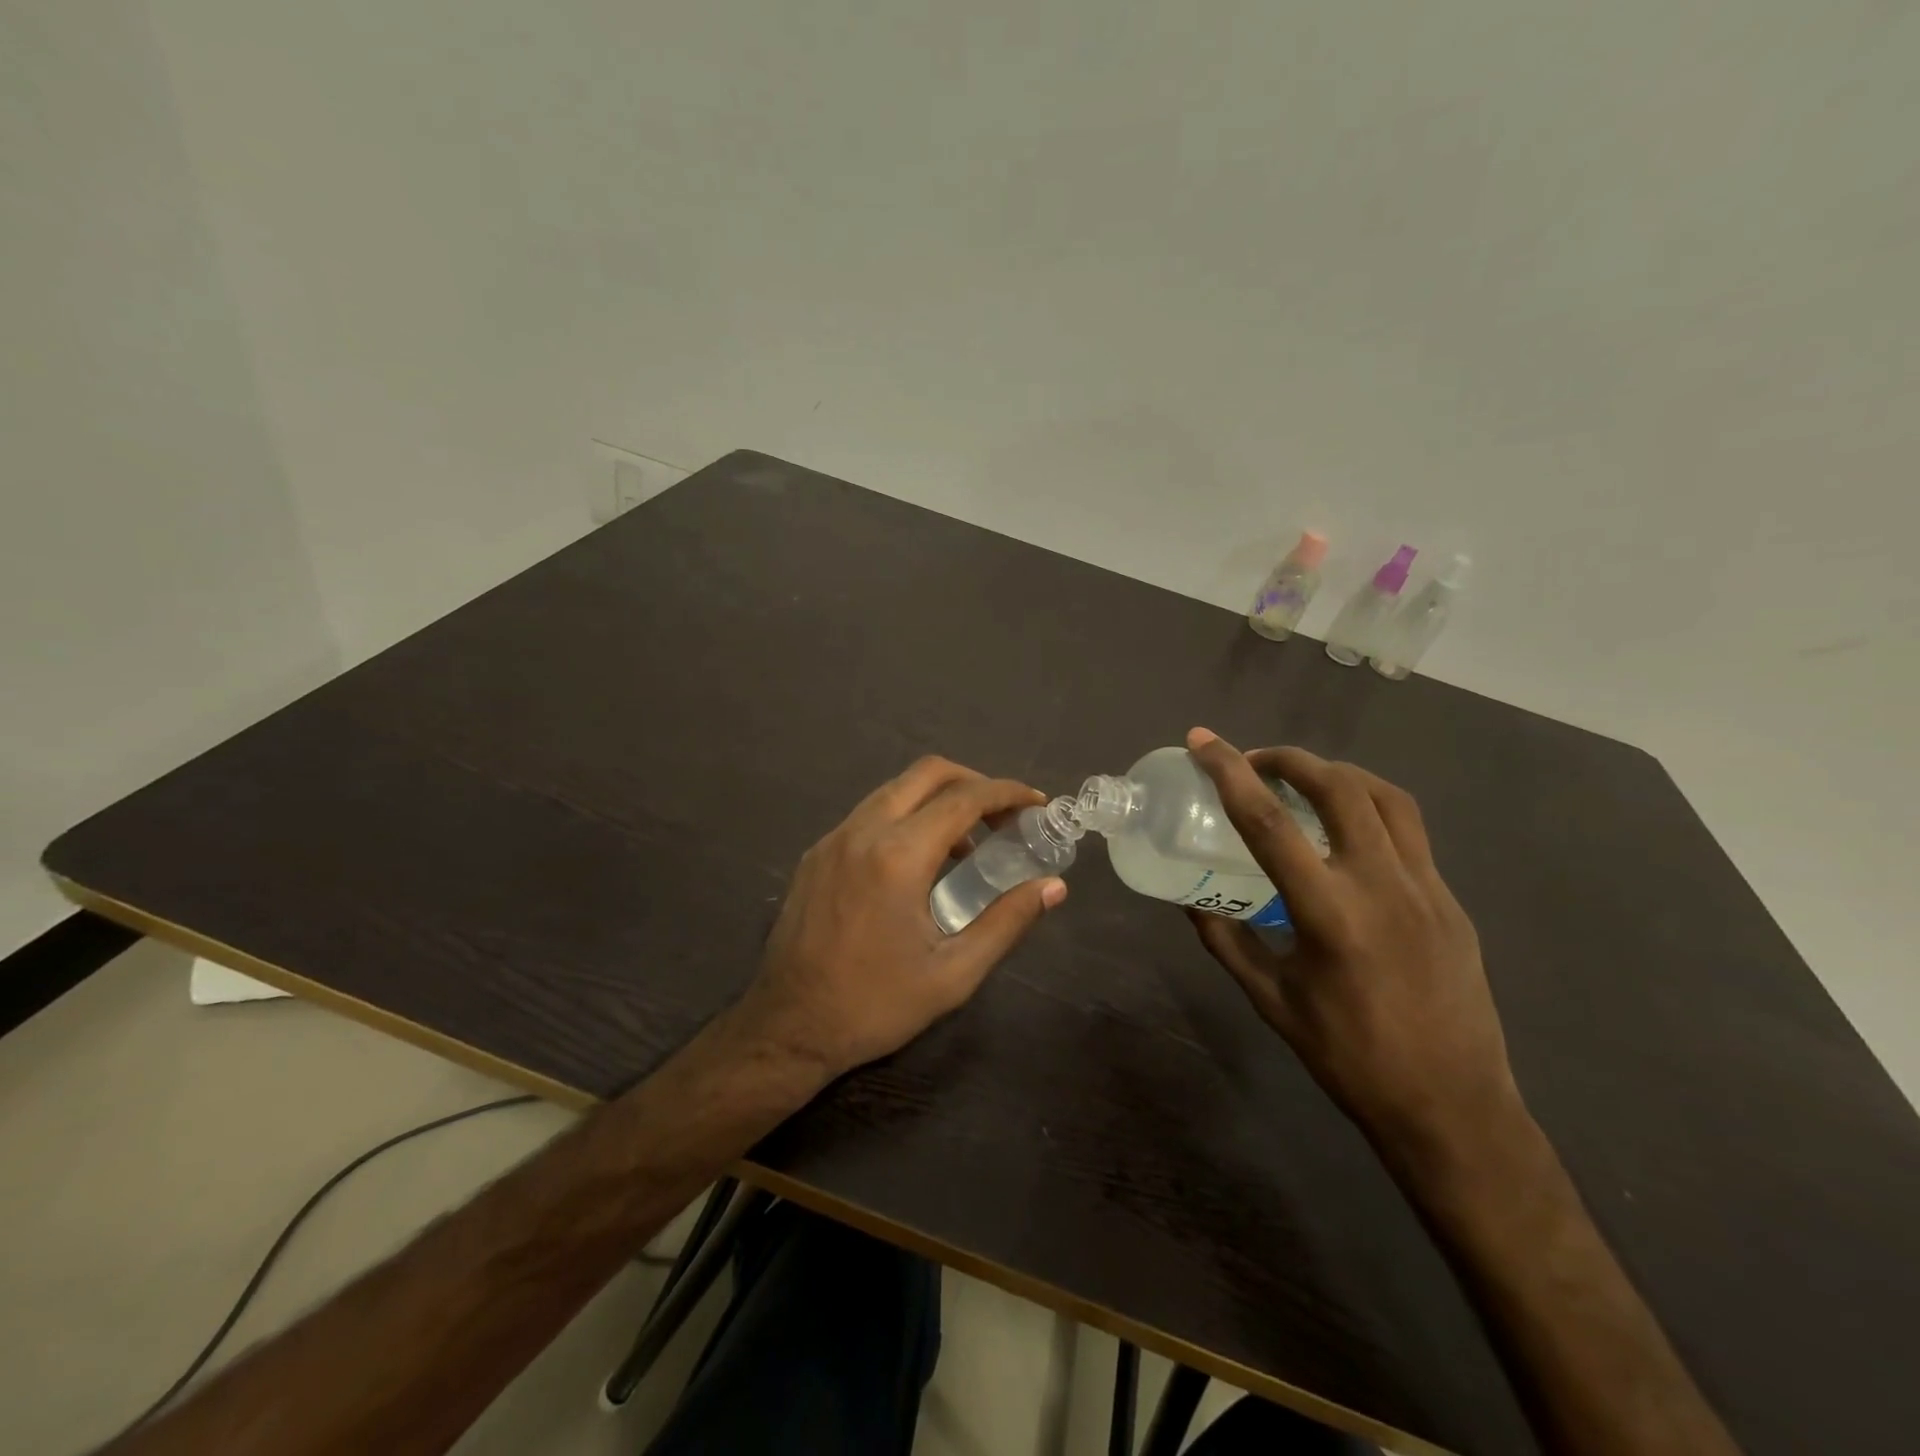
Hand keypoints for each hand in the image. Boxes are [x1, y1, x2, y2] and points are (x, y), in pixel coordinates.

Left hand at [734, 756, 1067, 1079]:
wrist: (787, 1028)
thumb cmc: (876, 1004)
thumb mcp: (953, 974)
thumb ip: (1007, 922)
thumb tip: (1053, 887)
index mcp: (898, 856)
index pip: (964, 798)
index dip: (1007, 793)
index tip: (1037, 803)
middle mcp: (862, 831)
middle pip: (926, 773)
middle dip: (973, 782)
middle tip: (1004, 813)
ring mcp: (832, 839)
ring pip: (894, 789)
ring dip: (937, 799)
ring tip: (966, 842)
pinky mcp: (816, 854)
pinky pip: (869, 814)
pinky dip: (904, 816)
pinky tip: (917, 861)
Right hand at [1182, 727, 1522, 1163]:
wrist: (1453, 1107)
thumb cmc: (1349, 1058)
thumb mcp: (1270, 1000)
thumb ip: (1226, 940)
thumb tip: (1192, 898)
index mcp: (1330, 914)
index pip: (1269, 824)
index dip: (1230, 774)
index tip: (1203, 742)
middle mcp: (1382, 886)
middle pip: (1339, 788)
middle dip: (1290, 759)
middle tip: (1255, 761)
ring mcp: (1427, 889)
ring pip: (1386, 797)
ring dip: (1337, 774)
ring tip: (1303, 781)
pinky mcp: (1451, 900)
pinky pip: (1409, 831)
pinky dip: (1370, 807)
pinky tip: (1347, 832)